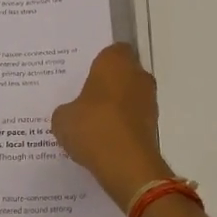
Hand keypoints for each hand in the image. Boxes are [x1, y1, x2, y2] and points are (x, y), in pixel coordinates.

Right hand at [51, 43, 174, 211]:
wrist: (127, 165)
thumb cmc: (93, 127)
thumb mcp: (63, 118)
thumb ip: (67, 110)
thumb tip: (72, 113)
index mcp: (115, 61)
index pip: (111, 51)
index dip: (98, 62)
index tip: (84, 75)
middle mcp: (138, 75)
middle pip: (123, 74)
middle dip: (107, 85)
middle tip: (84, 99)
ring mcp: (149, 101)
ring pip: (130, 97)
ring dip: (116, 108)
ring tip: (91, 124)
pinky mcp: (154, 126)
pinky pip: (133, 120)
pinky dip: (122, 127)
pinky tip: (103, 141)